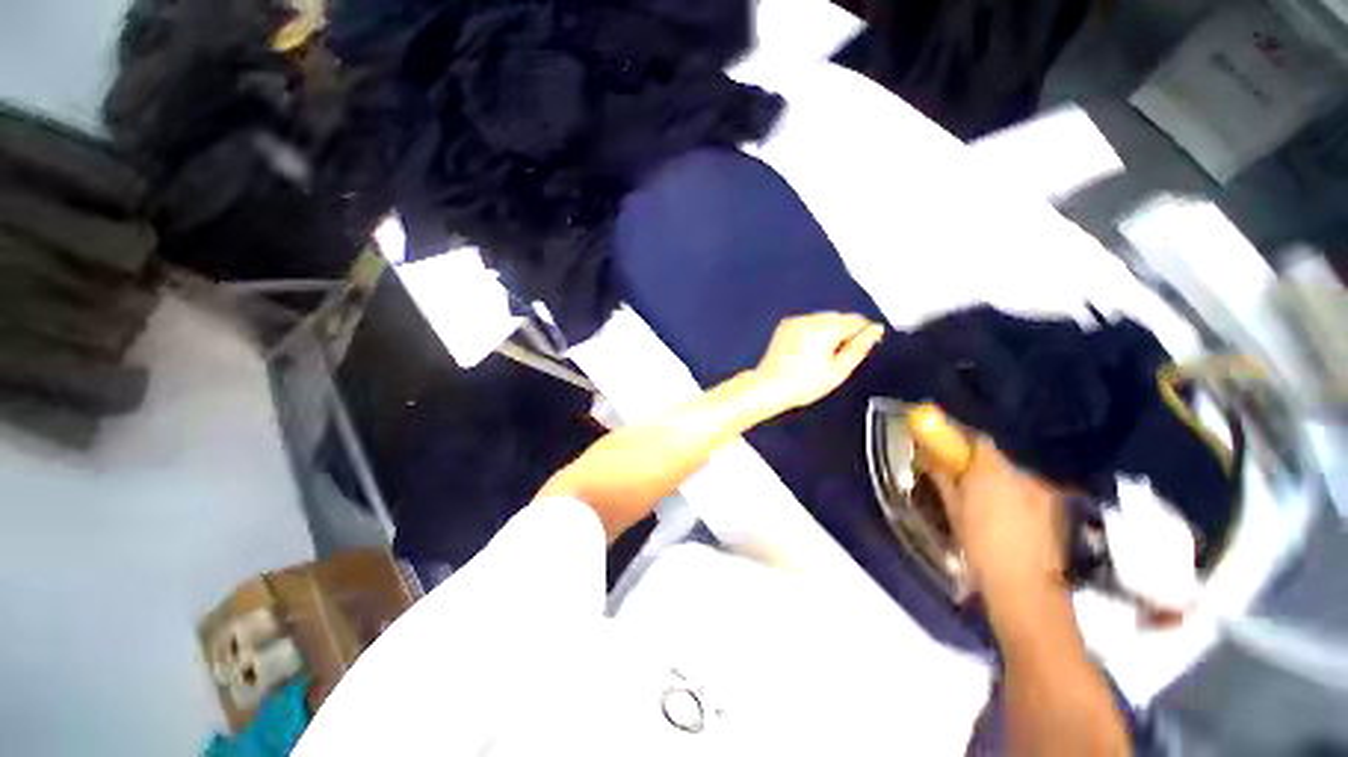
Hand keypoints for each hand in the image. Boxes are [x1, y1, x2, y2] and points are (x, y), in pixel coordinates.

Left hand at [751, 313, 883, 412]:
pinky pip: (808, 322)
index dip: (865, 333)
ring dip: (830, 330)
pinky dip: (814, 330)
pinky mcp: (785, 325)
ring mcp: (795, 320)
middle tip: (840, 357)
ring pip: (823, 318)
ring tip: (823, 355)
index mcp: (826, 328)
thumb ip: (860, 347)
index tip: (863, 349)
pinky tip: (809, 349)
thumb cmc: (806, 384)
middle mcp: (811, 318)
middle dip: (846, 332)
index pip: (857, 320)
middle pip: (839, 317)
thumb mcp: (838, 370)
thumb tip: (876, 329)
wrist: (769, 386)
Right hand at [930, 439, 1066, 601]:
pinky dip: (1015, 497)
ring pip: (1013, 477)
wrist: (1024, 585)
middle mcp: (1020, 474)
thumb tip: (929, 457)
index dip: (960, 441)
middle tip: (961, 480)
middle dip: (978, 465)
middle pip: (995, 459)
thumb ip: (943, 478)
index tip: (945, 448)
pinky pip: (1027, 493)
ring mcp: (1041, 491)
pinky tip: (1008, 518)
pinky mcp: (1054, 509)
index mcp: (991, 471)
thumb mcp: (953, 510)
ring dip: (998, 482)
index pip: (977, 440)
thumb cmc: (980, 545)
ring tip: (985, 504)